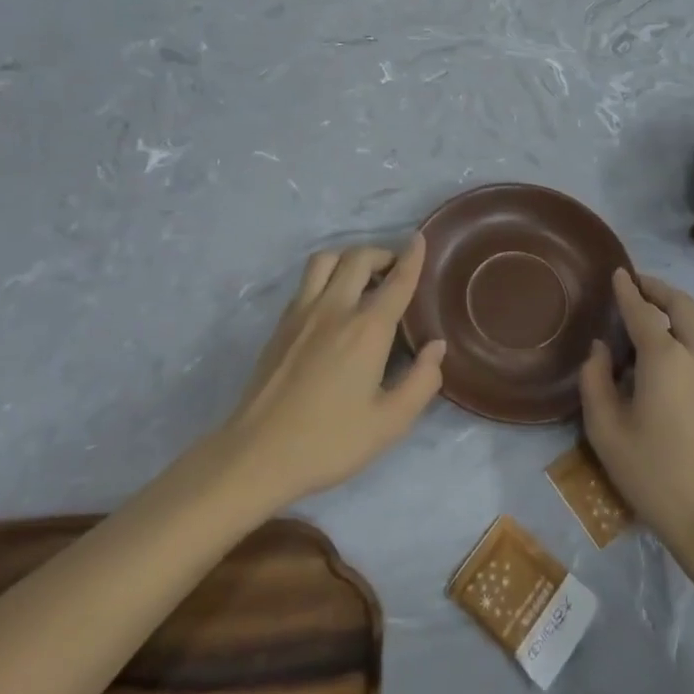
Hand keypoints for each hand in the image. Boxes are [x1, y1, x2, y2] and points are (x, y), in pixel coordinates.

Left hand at [221, 237, 445, 509]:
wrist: (257, 454)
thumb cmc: (329, 442)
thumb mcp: (389, 423)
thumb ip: (422, 381)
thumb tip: (436, 346)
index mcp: (367, 330)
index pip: (397, 281)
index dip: (412, 257)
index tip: (420, 239)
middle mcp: (335, 308)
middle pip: (359, 258)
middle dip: (382, 254)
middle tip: (395, 271)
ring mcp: (302, 313)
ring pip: (326, 260)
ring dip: (349, 258)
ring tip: (362, 278)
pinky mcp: (281, 324)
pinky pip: (307, 281)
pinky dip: (327, 275)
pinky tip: (333, 302)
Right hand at [580, 269, 693, 554]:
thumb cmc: (653, 474)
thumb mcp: (606, 430)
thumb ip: (595, 380)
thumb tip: (600, 350)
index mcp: (665, 357)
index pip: (642, 310)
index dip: (627, 289)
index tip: (618, 272)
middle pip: (682, 304)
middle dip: (658, 289)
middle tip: (637, 284)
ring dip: (674, 311)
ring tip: (648, 320)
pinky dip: (685, 335)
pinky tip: (668, 359)